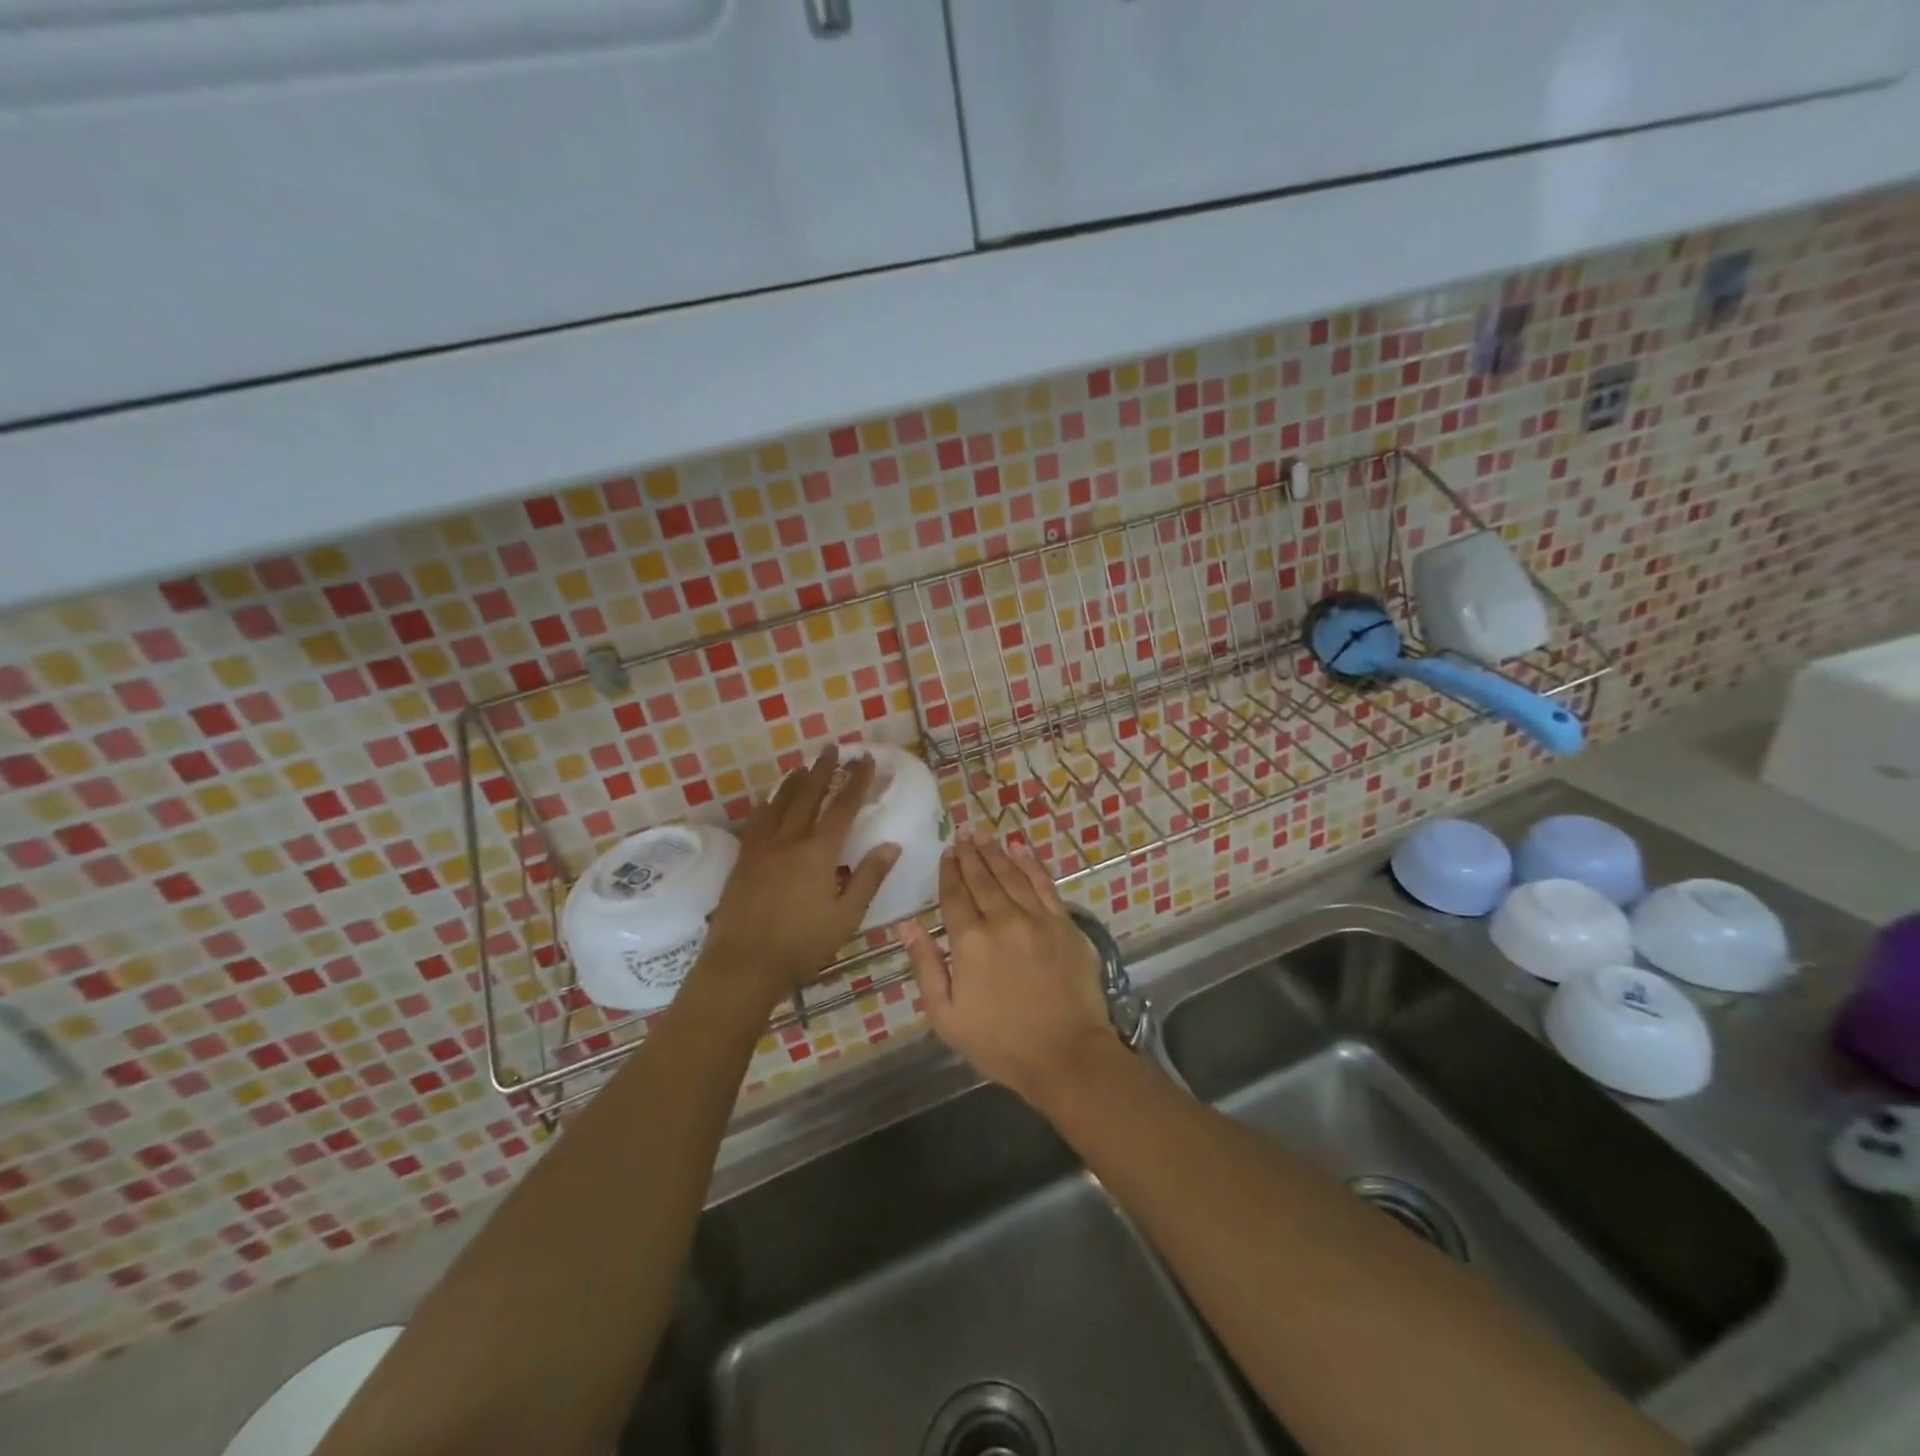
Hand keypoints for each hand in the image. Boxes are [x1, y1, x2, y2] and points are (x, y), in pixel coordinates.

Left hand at [692, 745, 898, 1018]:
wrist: (742, 964)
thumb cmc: (801, 945)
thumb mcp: (845, 916)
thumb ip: (868, 878)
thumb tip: (892, 845)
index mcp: (819, 852)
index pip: (842, 806)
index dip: (856, 781)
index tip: (866, 759)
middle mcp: (790, 839)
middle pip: (808, 795)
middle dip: (823, 770)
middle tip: (832, 748)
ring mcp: (762, 846)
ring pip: (780, 802)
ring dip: (795, 780)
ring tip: (804, 765)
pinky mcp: (744, 858)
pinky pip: (759, 819)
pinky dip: (769, 802)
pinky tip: (771, 800)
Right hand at [899, 832, 1117, 1106]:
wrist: (1067, 1055)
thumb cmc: (1000, 1043)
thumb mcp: (946, 1016)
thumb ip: (925, 965)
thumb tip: (907, 924)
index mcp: (970, 941)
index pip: (955, 896)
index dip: (949, 872)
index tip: (946, 853)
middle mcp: (1002, 920)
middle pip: (982, 879)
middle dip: (969, 855)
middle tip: (962, 833)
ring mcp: (1037, 919)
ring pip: (1011, 875)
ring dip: (995, 853)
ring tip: (983, 835)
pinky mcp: (1064, 924)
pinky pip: (1044, 884)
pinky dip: (1030, 864)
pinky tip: (1021, 849)